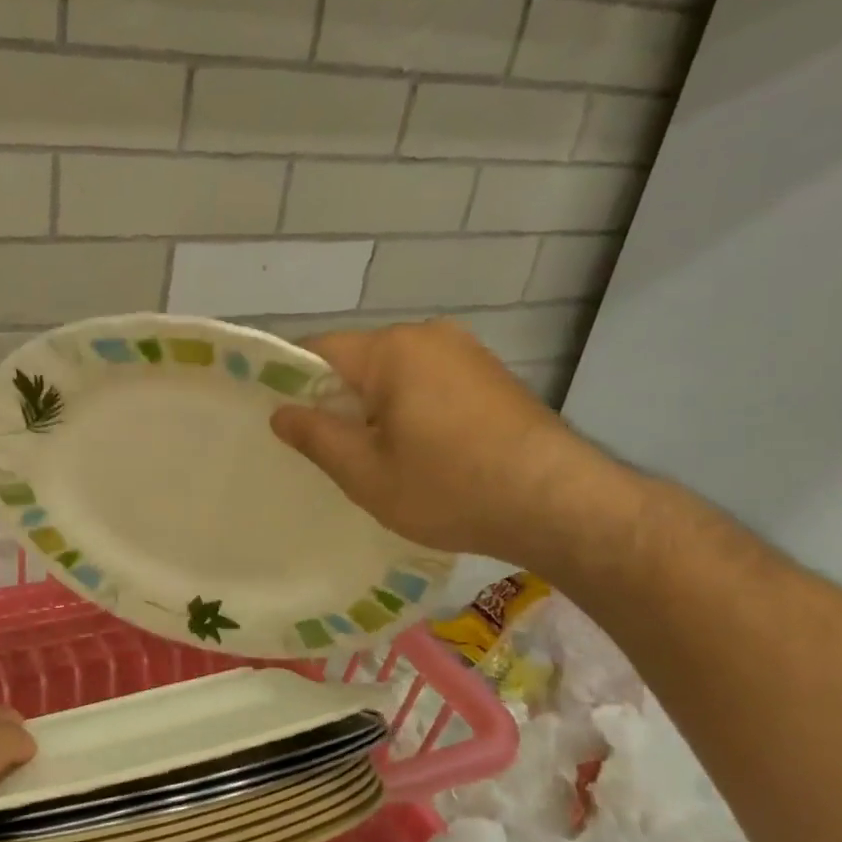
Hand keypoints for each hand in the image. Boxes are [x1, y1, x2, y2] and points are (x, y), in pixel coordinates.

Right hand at [270, 320, 623, 570]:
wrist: (561, 505)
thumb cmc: (450, 487)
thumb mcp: (365, 472)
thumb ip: (314, 435)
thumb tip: (281, 412)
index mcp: (392, 349)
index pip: (316, 350)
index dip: (289, 381)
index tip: (280, 419)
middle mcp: (428, 335)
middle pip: (356, 360)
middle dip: (335, 399)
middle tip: (329, 450)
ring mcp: (466, 352)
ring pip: (393, 373)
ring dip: (374, 406)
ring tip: (376, 456)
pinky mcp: (491, 374)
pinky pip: (428, 381)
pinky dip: (410, 408)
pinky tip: (421, 450)